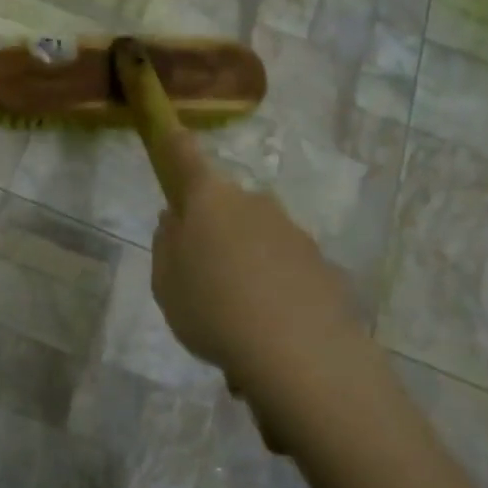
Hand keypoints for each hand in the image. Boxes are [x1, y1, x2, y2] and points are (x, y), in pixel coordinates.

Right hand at [150, 132, 364, 403]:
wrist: (300, 354)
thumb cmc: (212, 310)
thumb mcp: (165, 283)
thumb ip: (166, 244)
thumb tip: (176, 219)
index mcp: (209, 199)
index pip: (184, 155)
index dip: (172, 143)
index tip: (168, 133)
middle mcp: (254, 202)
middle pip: (224, 204)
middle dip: (212, 229)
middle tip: (200, 277)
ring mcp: (292, 231)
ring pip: (256, 238)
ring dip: (244, 264)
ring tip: (235, 319)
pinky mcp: (322, 264)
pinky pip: (283, 269)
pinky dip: (272, 289)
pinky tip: (266, 333)